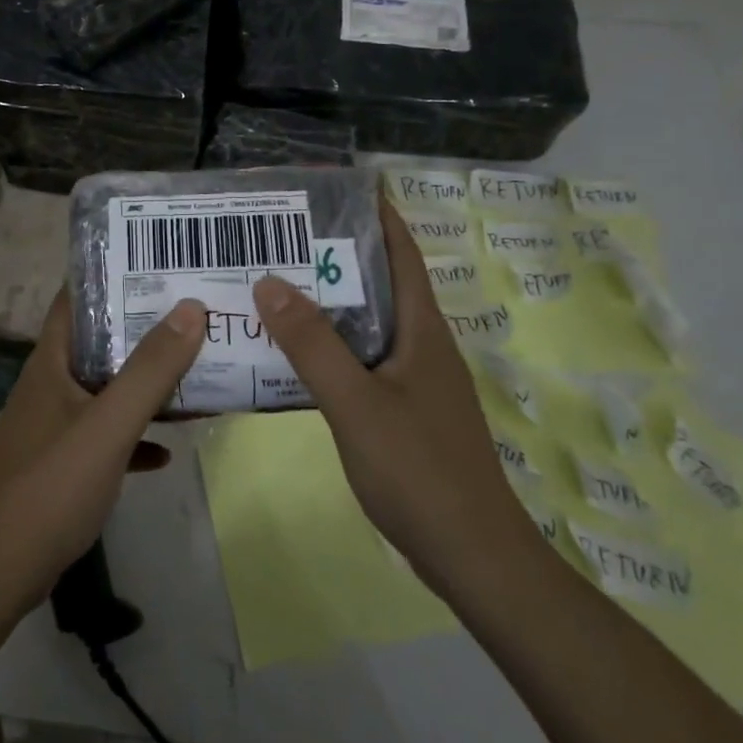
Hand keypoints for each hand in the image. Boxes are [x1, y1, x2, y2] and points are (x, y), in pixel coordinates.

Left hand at [0, 289, 205, 633]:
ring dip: (143, 383)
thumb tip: (191, 308)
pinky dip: (134, 435)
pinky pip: (105, 436)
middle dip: (143, 329)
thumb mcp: (108, 426)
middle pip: (99, 342)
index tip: (157, 262)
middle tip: (192, 313)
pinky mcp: (61, 464)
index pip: (76, 299)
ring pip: (106, 390)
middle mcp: (50, 385)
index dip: (111, 275)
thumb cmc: (49, 488)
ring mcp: (54, 426)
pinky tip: (166, 449)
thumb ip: (150, 370)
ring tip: (193, 369)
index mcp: (51, 362)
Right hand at [251, 200, 534, 594]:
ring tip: (277, 281)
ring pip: (369, 323)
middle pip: (382, 282)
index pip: (402, 253)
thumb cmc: (419, 470)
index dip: (377, 214)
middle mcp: (423, 345)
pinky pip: (362, 358)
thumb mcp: (356, 403)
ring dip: (330, 300)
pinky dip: (331, 343)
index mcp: (423, 330)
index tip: (338, 186)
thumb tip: (270, 280)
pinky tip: (294, 351)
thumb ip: (312, 344)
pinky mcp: (404, 410)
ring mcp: (415, 380)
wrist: (472, 557)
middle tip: (284, 233)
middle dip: (338, 253)